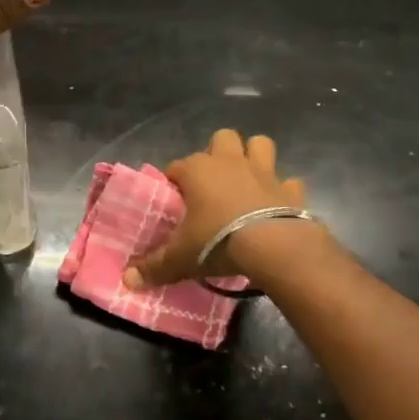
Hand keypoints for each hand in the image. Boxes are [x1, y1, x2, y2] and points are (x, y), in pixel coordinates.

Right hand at [123, 129, 320, 289]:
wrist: (274, 247)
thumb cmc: (217, 242)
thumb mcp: (180, 258)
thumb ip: (154, 267)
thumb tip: (127, 281)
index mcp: (197, 171)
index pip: (176, 166)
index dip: (174, 181)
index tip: (174, 202)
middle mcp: (229, 162)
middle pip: (222, 138)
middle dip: (217, 153)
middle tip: (212, 182)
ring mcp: (264, 172)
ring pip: (260, 144)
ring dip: (254, 156)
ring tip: (246, 179)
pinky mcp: (291, 189)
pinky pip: (288, 181)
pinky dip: (283, 189)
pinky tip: (277, 203)